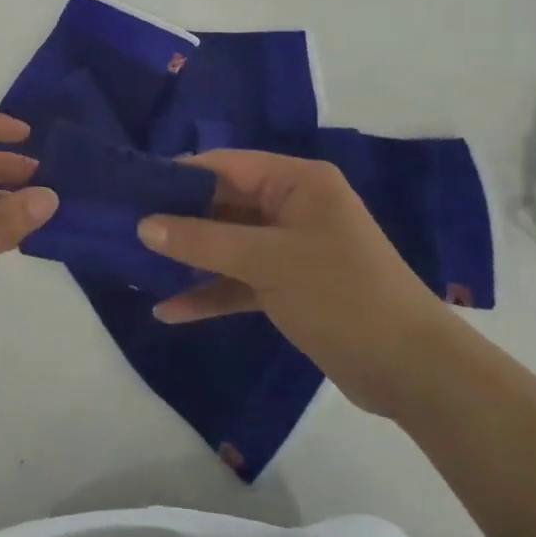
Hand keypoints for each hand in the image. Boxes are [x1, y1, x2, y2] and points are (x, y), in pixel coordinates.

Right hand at [137, 151, 454, 415]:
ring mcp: (289, 248)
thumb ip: (202, 241)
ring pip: (226, 244)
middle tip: (124, 230)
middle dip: (177, 221)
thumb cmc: (342, 295)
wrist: (411, 371)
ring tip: (137, 266)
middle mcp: (291, 207)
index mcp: (297, 183)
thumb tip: (142, 224)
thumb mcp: (268, 261)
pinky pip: (238, 279)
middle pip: (222, 204)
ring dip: (188, 258)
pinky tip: (170, 310)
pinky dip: (209, 292)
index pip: (225, 165)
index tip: (131, 191)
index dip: (178, 176)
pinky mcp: (287, 286)